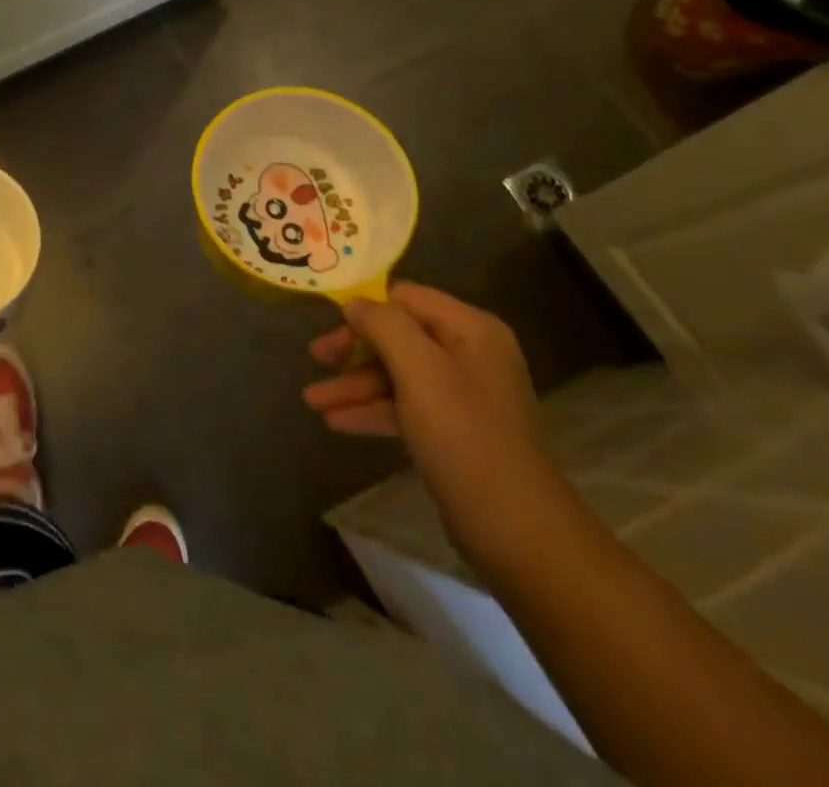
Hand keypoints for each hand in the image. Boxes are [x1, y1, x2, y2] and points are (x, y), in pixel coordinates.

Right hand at [303, 281, 575, 576]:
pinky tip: (337, 422)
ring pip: (397, 373)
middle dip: (354, 349)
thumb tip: (355, 304)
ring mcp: (463, 393)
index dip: (364, 308)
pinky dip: (372, 409)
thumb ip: (384, 325)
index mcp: (471, 328)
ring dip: (355, 384)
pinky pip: (405, 405)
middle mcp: (470, 353)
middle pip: (398, 335)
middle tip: (315, 359)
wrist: (516, 530)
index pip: (405, 297)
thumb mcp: (419, 370)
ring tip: (313, 401)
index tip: (326, 325)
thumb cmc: (464, 437)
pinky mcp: (455, 429)